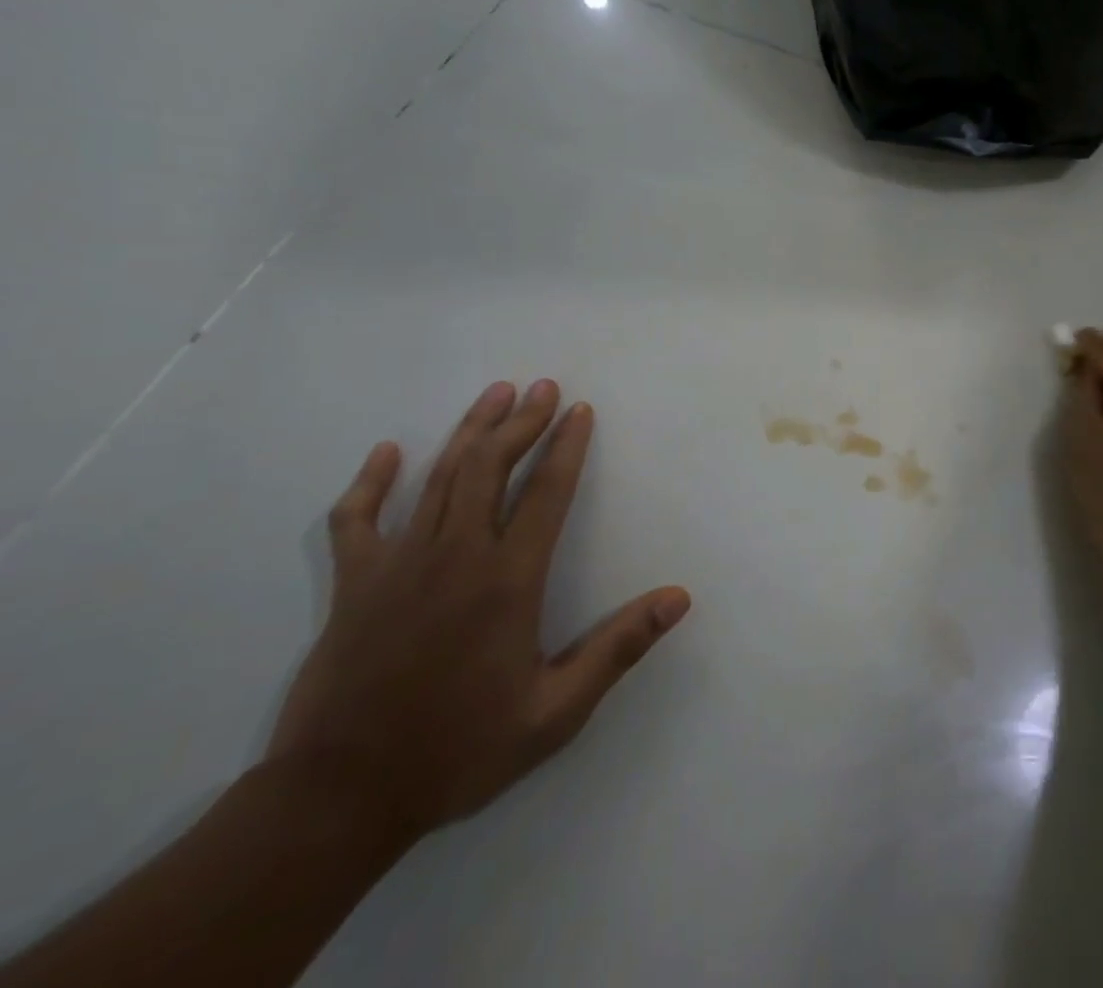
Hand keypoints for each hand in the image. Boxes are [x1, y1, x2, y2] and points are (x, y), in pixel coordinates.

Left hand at [267, 380, 690, 844]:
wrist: (337, 800)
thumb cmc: (458, 750)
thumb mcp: (556, 711)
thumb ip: (618, 648)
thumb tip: (679, 597)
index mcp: (507, 580)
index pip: (546, 493)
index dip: (567, 447)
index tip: (580, 411)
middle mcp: (456, 557)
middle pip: (491, 469)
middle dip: (521, 422)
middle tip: (542, 387)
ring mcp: (398, 565)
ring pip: (438, 479)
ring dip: (470, 432)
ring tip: (495, 394)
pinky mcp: (353, 585)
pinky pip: (356, 519)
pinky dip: (371, 482)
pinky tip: (388, 453)